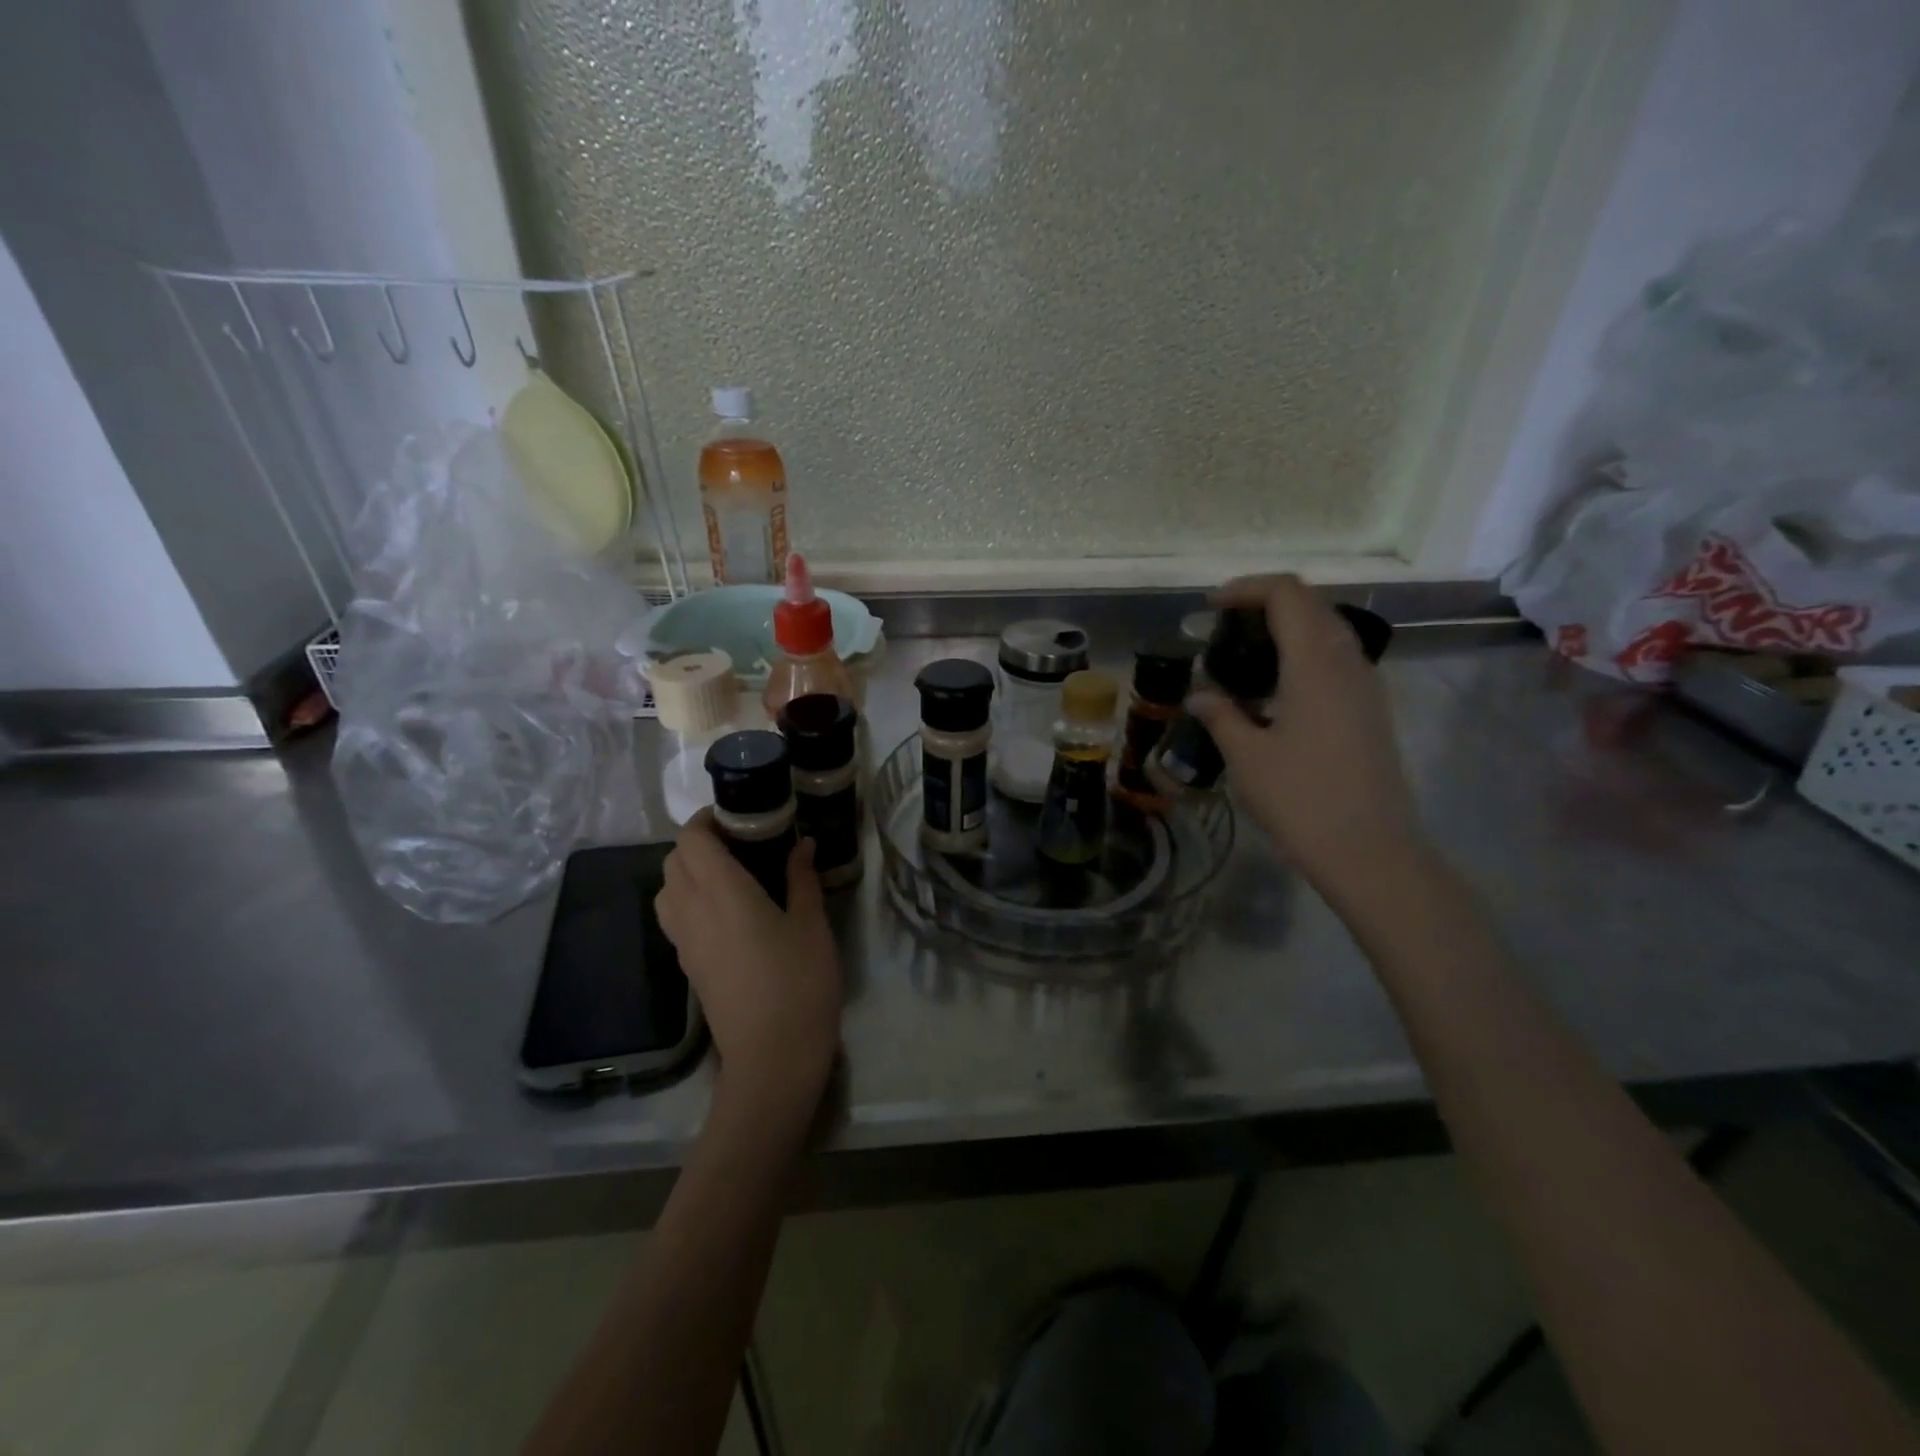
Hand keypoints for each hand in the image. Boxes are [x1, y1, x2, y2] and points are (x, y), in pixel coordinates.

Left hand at [655, 812, 842, 1117]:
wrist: (772, 1057)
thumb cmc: (798, 982)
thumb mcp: (811, 924)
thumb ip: (802, 879)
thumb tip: (803, 845)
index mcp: (721, 891)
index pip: (691, 839)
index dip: (708, 820)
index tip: (740, 817)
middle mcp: (692, 910)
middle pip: (674, 860)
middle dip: (699, 842)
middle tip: (741, 842)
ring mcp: (684, 941)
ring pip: (667, 889)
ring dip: (689, 871)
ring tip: (731, 874)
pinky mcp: (687, 966)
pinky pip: (675, 917)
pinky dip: (690, 900)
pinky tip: (728, 911)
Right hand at [1187, 575, 1425, 899]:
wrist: (1369, 851)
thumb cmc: (1301, 799)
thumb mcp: (1246, 756)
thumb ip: (1220, 714)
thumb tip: (1200, 694)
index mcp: (1315, 663)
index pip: (1287, 594)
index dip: (1247, 588)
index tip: (1211, 607)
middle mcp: (1348, 662)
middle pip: (1311, 605)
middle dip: (1265, 604)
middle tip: (1224, 628)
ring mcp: (1366, 686)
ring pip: (1328, 631)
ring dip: (1287, 629)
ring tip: (1244, 657)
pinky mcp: (1372, 710)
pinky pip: (1337, 660)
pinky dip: (1303, 655)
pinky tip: (1274, 690)